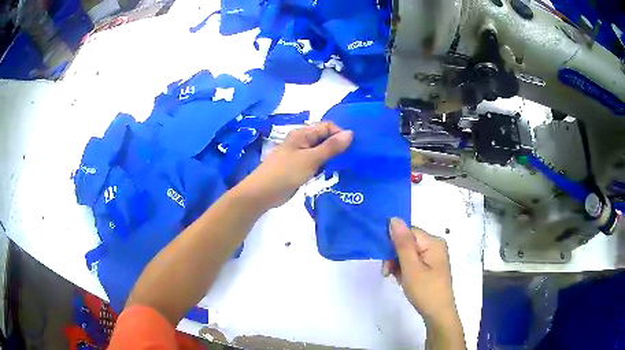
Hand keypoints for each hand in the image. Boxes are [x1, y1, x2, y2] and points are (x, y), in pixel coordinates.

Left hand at [241, 122, 352, 208]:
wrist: (263, 193)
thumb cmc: (286, 173)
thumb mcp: (311, 159)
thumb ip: (331, 147)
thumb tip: (350, 133)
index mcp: (302, 134)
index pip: (327, 126)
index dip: (340, 134)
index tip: (352, 148)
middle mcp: (302, 142)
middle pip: (325, 139)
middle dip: (338, 146)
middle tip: (352, 158)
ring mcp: (301, 156)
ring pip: (322, 152)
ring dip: (333, 158)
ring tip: (346, 166)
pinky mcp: (300, 169)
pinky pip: (317, 164)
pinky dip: (325, 167)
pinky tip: (334, 174)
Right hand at [383, 218, 458, 325]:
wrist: (438, 314)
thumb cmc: (425, 291)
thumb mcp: (411, 268)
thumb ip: (402, 243)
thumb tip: (393, 219)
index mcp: (433, 242)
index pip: (408, 232)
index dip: (393, 243)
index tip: (384, 261)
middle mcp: (435, 245)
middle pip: (408, 242)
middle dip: (395, 256)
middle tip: (387, 273)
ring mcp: (433, 256)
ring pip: (408, 252)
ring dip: (398, 264)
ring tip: (395, 278)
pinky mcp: (431, 266)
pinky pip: (413, 261)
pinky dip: (404, 269)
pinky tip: (402, 279)